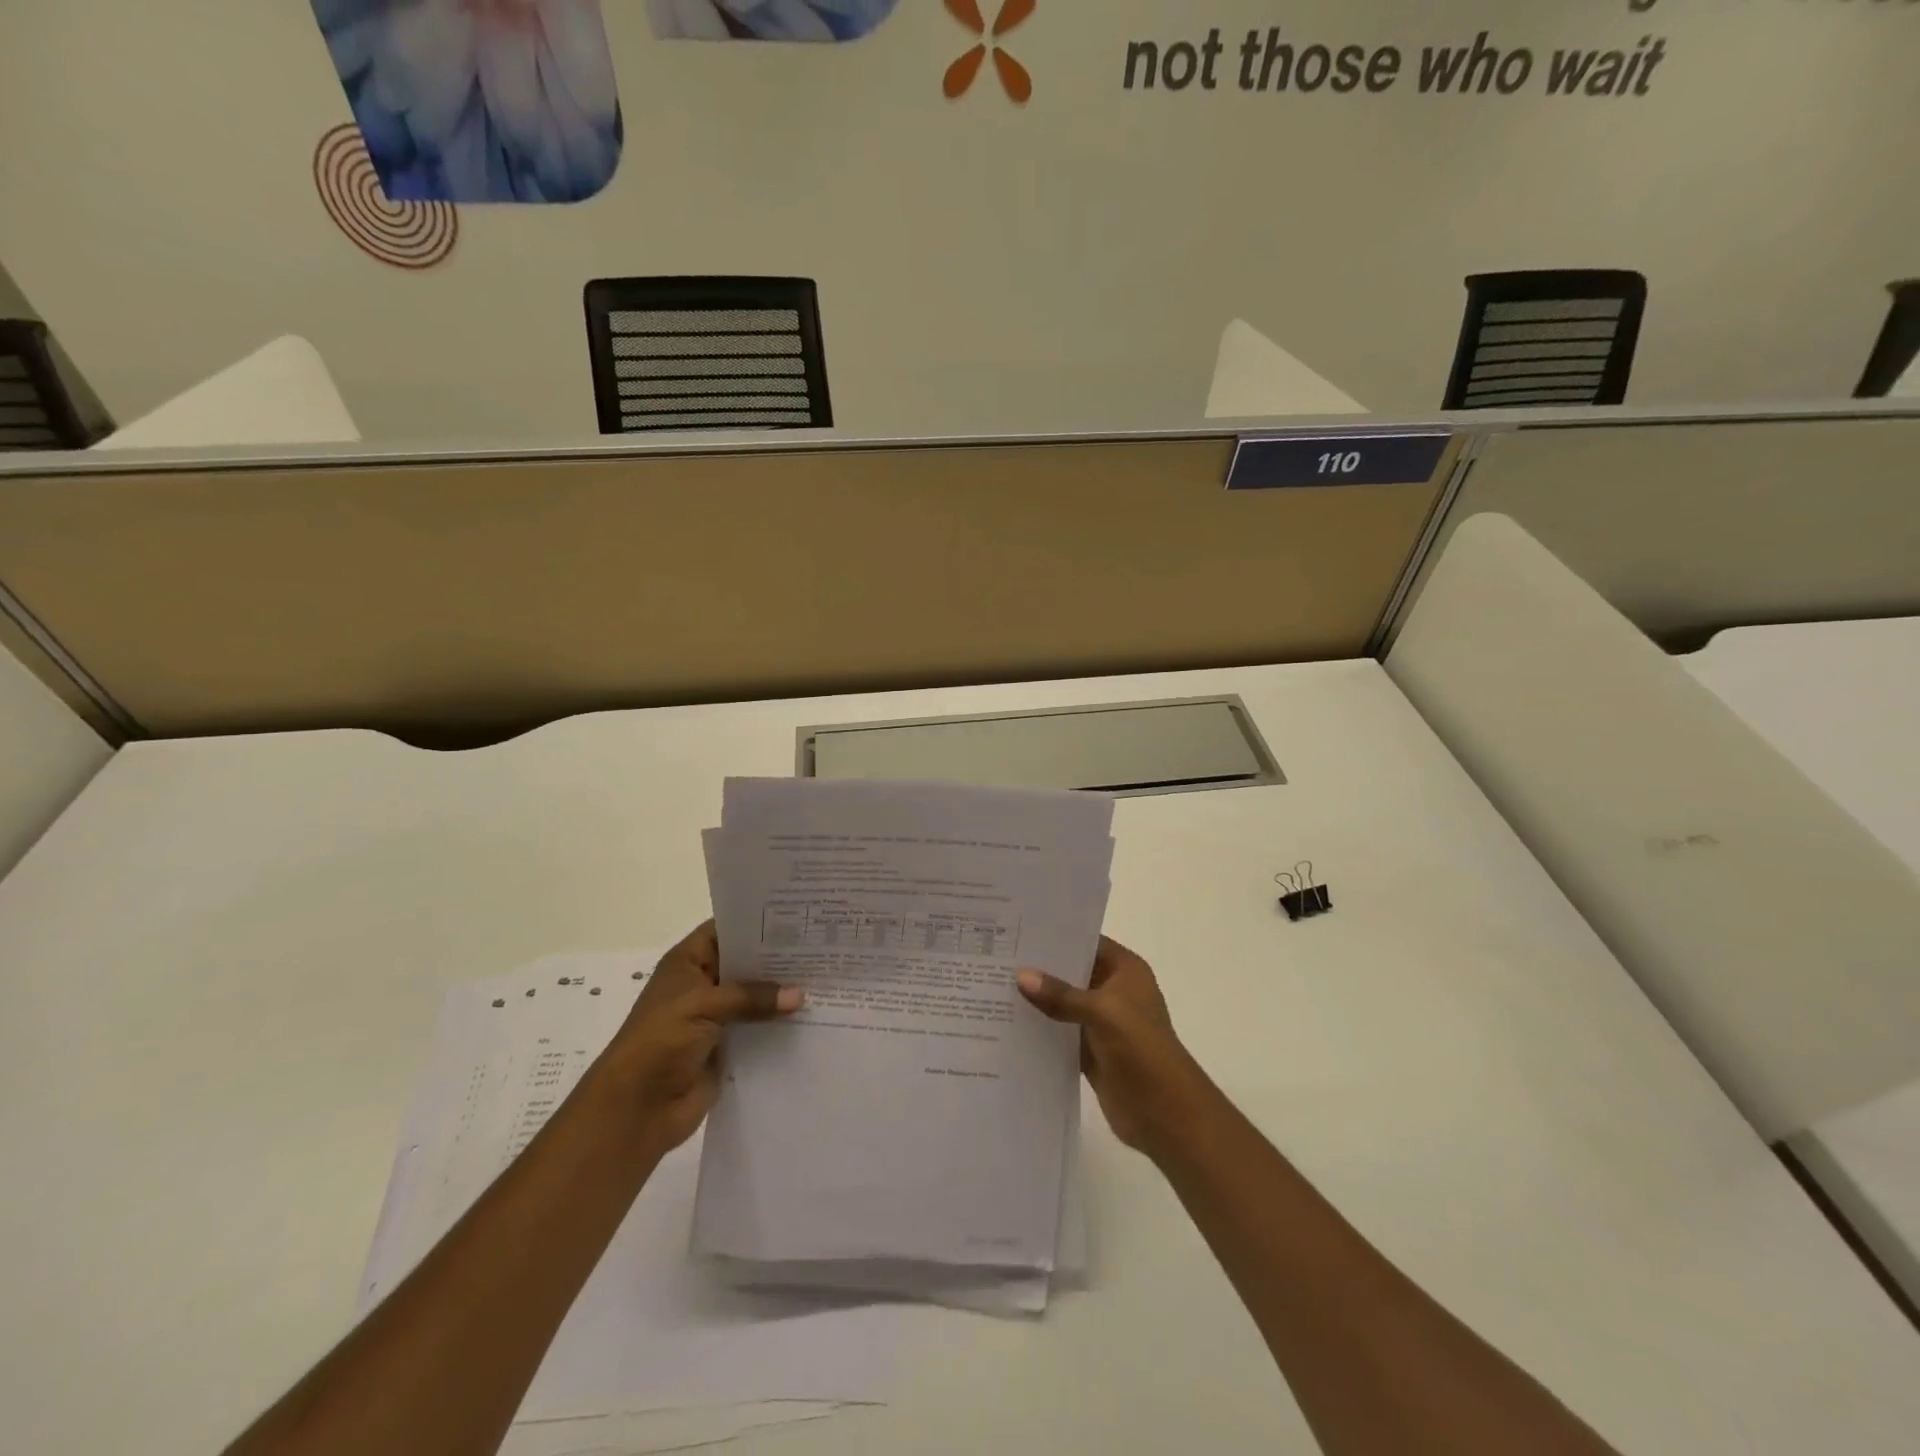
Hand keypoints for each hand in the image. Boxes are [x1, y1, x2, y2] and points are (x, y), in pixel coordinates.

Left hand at [596, 922, 800, 1157]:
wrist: (637, 1110)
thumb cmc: (660, 1042)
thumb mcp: (703, 1006)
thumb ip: (751, 996)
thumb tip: (800, 995)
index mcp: (688, 963)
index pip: (726, 930)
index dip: (756, 922)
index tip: (797, 916)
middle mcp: (704, 985)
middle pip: (746, 963)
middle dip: (779, 958)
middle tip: (822, 945)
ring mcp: (717, 1017)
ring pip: (756, 997)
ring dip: (783, 993)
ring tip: (827, 978)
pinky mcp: (729, 1048)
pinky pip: (760, 1029)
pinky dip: (781, 1025)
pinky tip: (815, 1016)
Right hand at [1017, 936, 1211, 1155]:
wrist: (1165, 1113)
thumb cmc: (1140, 1049)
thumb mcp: (1102, 1013)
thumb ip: (1060, 995)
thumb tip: (1021, 975)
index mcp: (1125, 970)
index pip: (1086, 942)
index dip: (1056, 936)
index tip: (1017, 930)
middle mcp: (1114, 991)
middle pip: (1071, 972)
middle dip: (1039, 968)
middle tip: (996, 957)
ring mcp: (1102, 1022)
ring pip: (1063, 1003)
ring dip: (1037, 1000)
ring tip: (993, 986)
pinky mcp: (1091, 1051)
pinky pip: (1060, 1032)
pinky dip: (1040, 1029)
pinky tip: (1007, 1023)